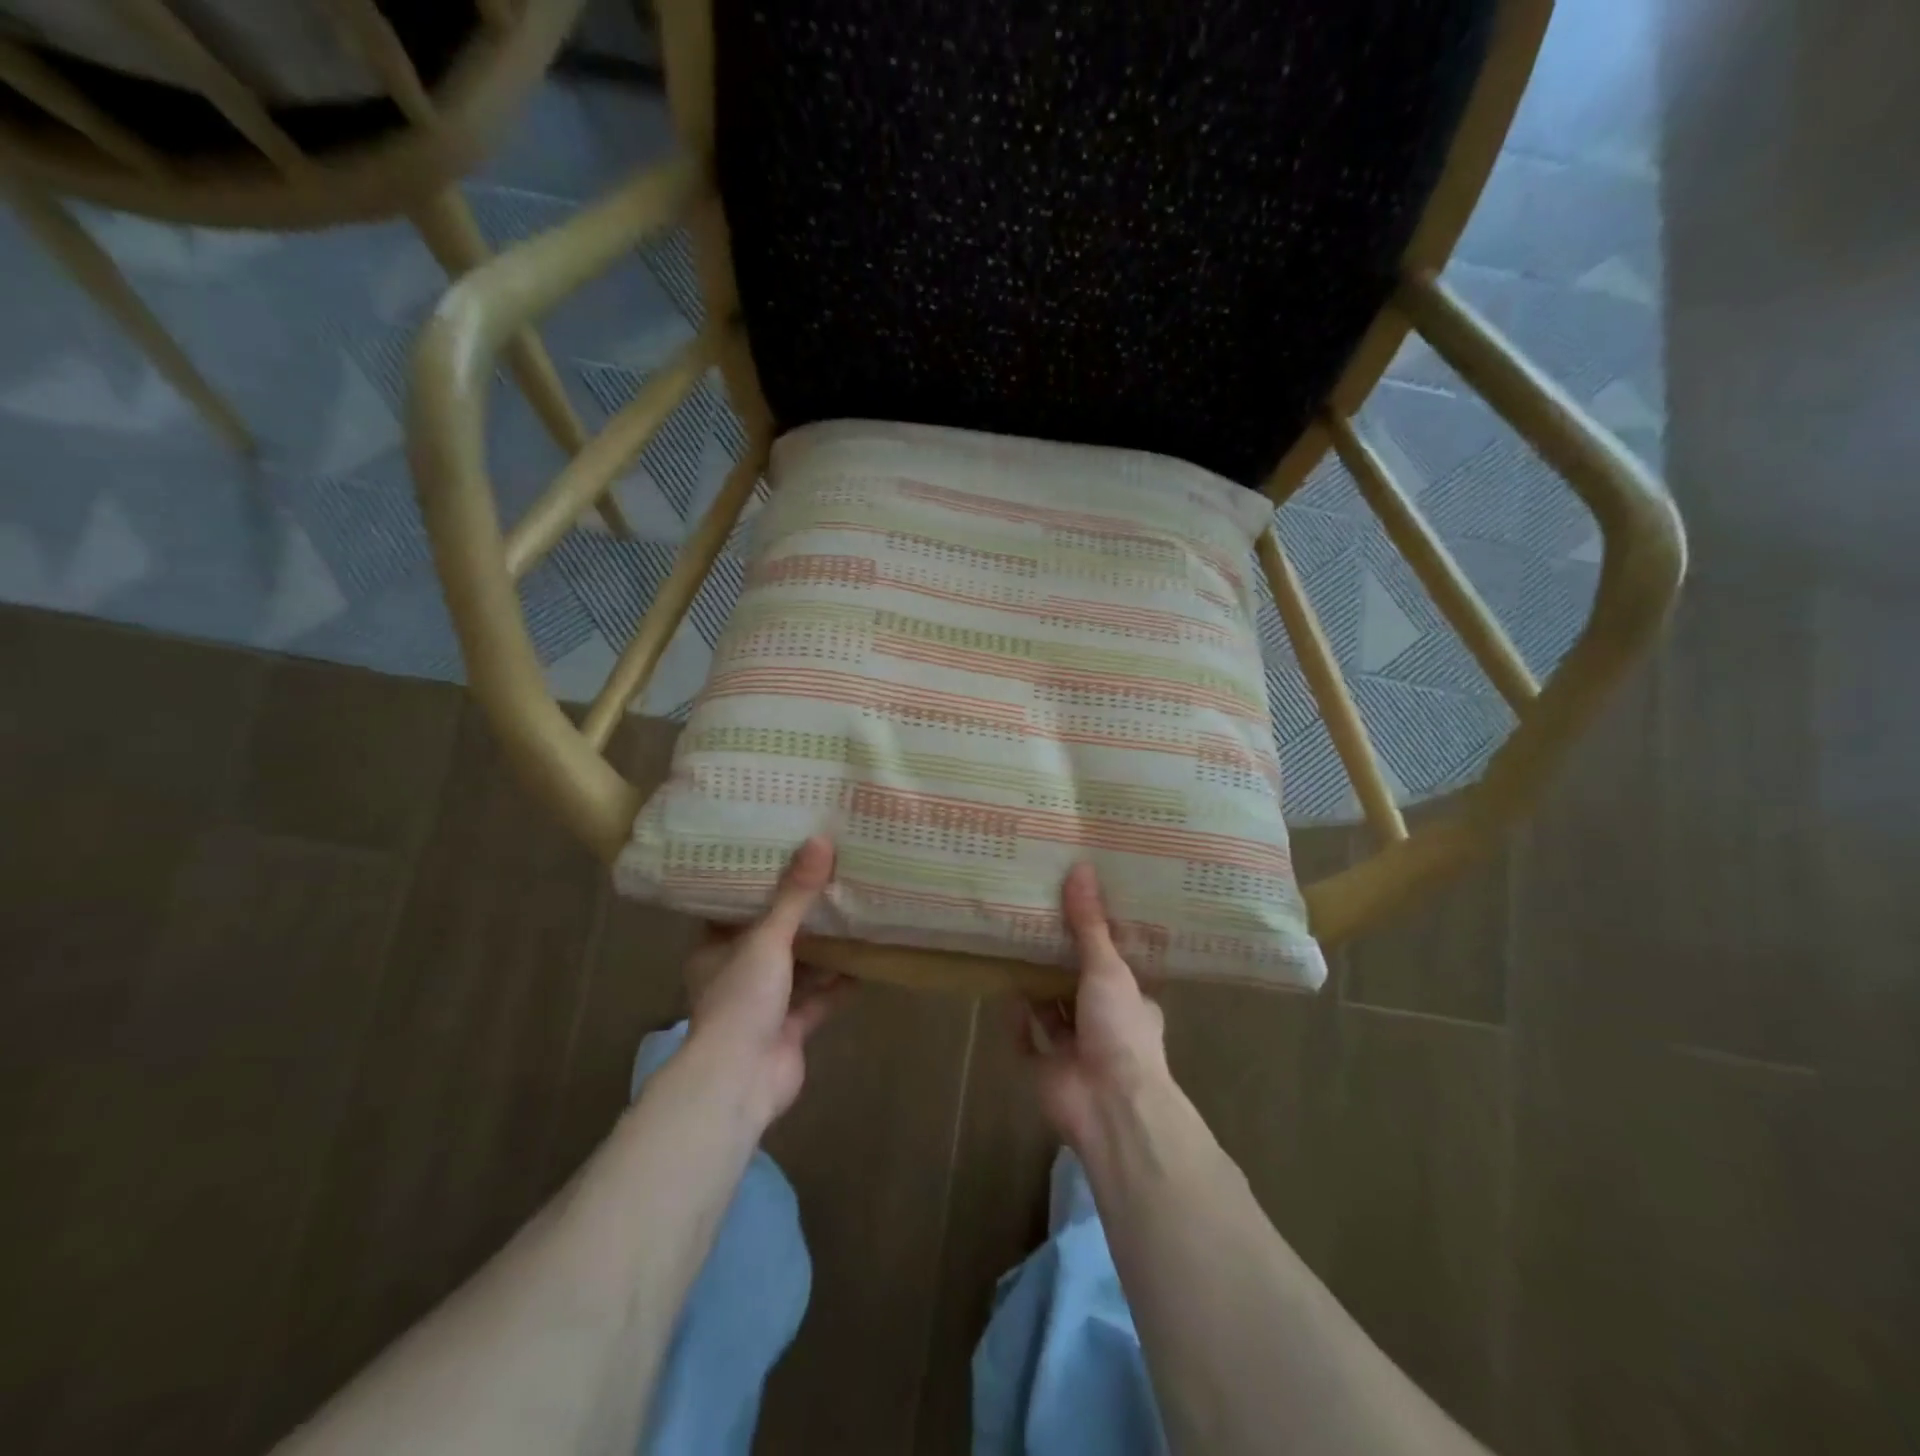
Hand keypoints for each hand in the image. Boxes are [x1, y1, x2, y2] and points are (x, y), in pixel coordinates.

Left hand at [682, 836, 846, 1126]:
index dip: (758, 884)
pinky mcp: (790, 1029)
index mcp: (715, 950)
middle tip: (829, 876)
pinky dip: (840, 983)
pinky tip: (867, 960)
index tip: (785, 854)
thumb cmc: (741, 1000)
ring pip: (798, 968)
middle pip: (771, 937)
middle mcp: (737, 974)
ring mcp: (764, 1005)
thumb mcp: (767, 939)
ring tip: (852, 910)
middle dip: (799, 914)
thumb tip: (820, 841)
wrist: (740, 1081)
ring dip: (823, 949)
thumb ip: (795, 895)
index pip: (734, 908)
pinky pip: (819, 998)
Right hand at [1013, 862, 1171, 1151]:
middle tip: (1036, 923)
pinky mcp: (1046, 1071)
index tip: (1078, 912)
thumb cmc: (1119, 1029)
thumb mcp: (1108, 967)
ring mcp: (1075, 1051)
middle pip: (1078, 986)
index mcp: (1131, 1002)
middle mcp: (1105, 1025)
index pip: (1115, 966)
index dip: (1098, 942)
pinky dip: (1016, 1021)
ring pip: (1051, 1013)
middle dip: (1060, 963)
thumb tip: (1081, 867)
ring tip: (1015, 949)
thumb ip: (1089, 924)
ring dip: (1036, 989)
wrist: (1109, 1104)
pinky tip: (1004, 993)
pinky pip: (1026, 1042)